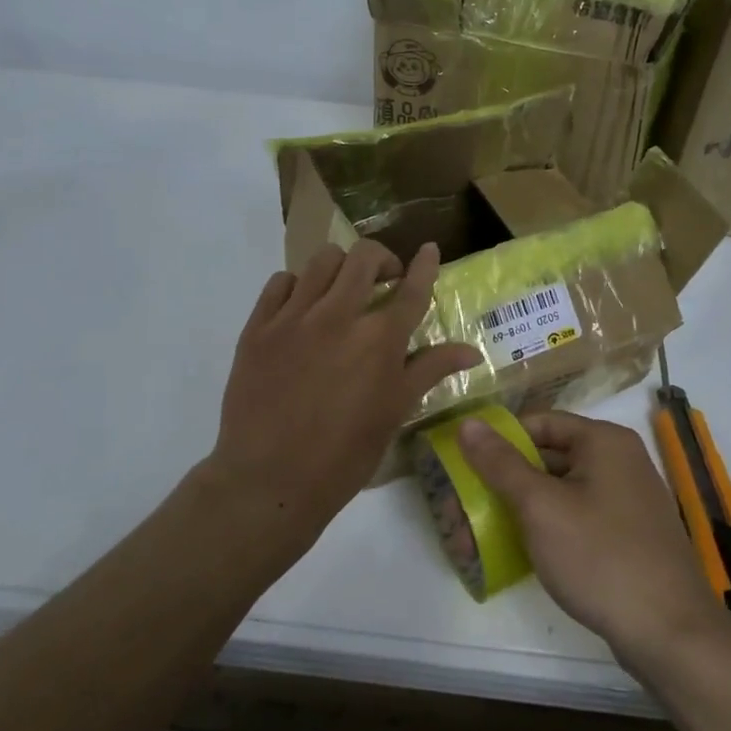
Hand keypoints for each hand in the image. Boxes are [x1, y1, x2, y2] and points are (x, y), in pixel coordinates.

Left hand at [209, 241, 480, 548]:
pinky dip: (298, 285)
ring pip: (321, 260)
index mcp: (379, 340)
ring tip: (342, 291)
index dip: (424, 265)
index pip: (411, 288)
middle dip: (381, 260)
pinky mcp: (259, 327)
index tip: (430, 249)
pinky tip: (302, 307)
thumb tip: (472, 350)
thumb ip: (431, 370)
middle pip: (364, 258)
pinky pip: (280, 282)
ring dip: (341, 267)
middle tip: (383, 280)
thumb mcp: (395, 412)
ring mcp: (294, 318)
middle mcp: (339, 316)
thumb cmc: (344, 455)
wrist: (270, 480)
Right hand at [457, 412, 729, 664]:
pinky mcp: (629, 534)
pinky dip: (549, 527)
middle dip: (505, 481)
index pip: (539, 422)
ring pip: (561, 491)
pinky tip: (523, 551)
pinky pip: (579, 517)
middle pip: (549, 456)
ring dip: (522, 508)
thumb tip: (468, 423)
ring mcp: (628, 499)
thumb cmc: (600, 557)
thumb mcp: (540, 507)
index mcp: (604, 441)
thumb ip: (501, 463)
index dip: (500, 441)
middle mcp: (620, 460)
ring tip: (482, 534)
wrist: (670, 633)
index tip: (465, 465)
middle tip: (465, 505)